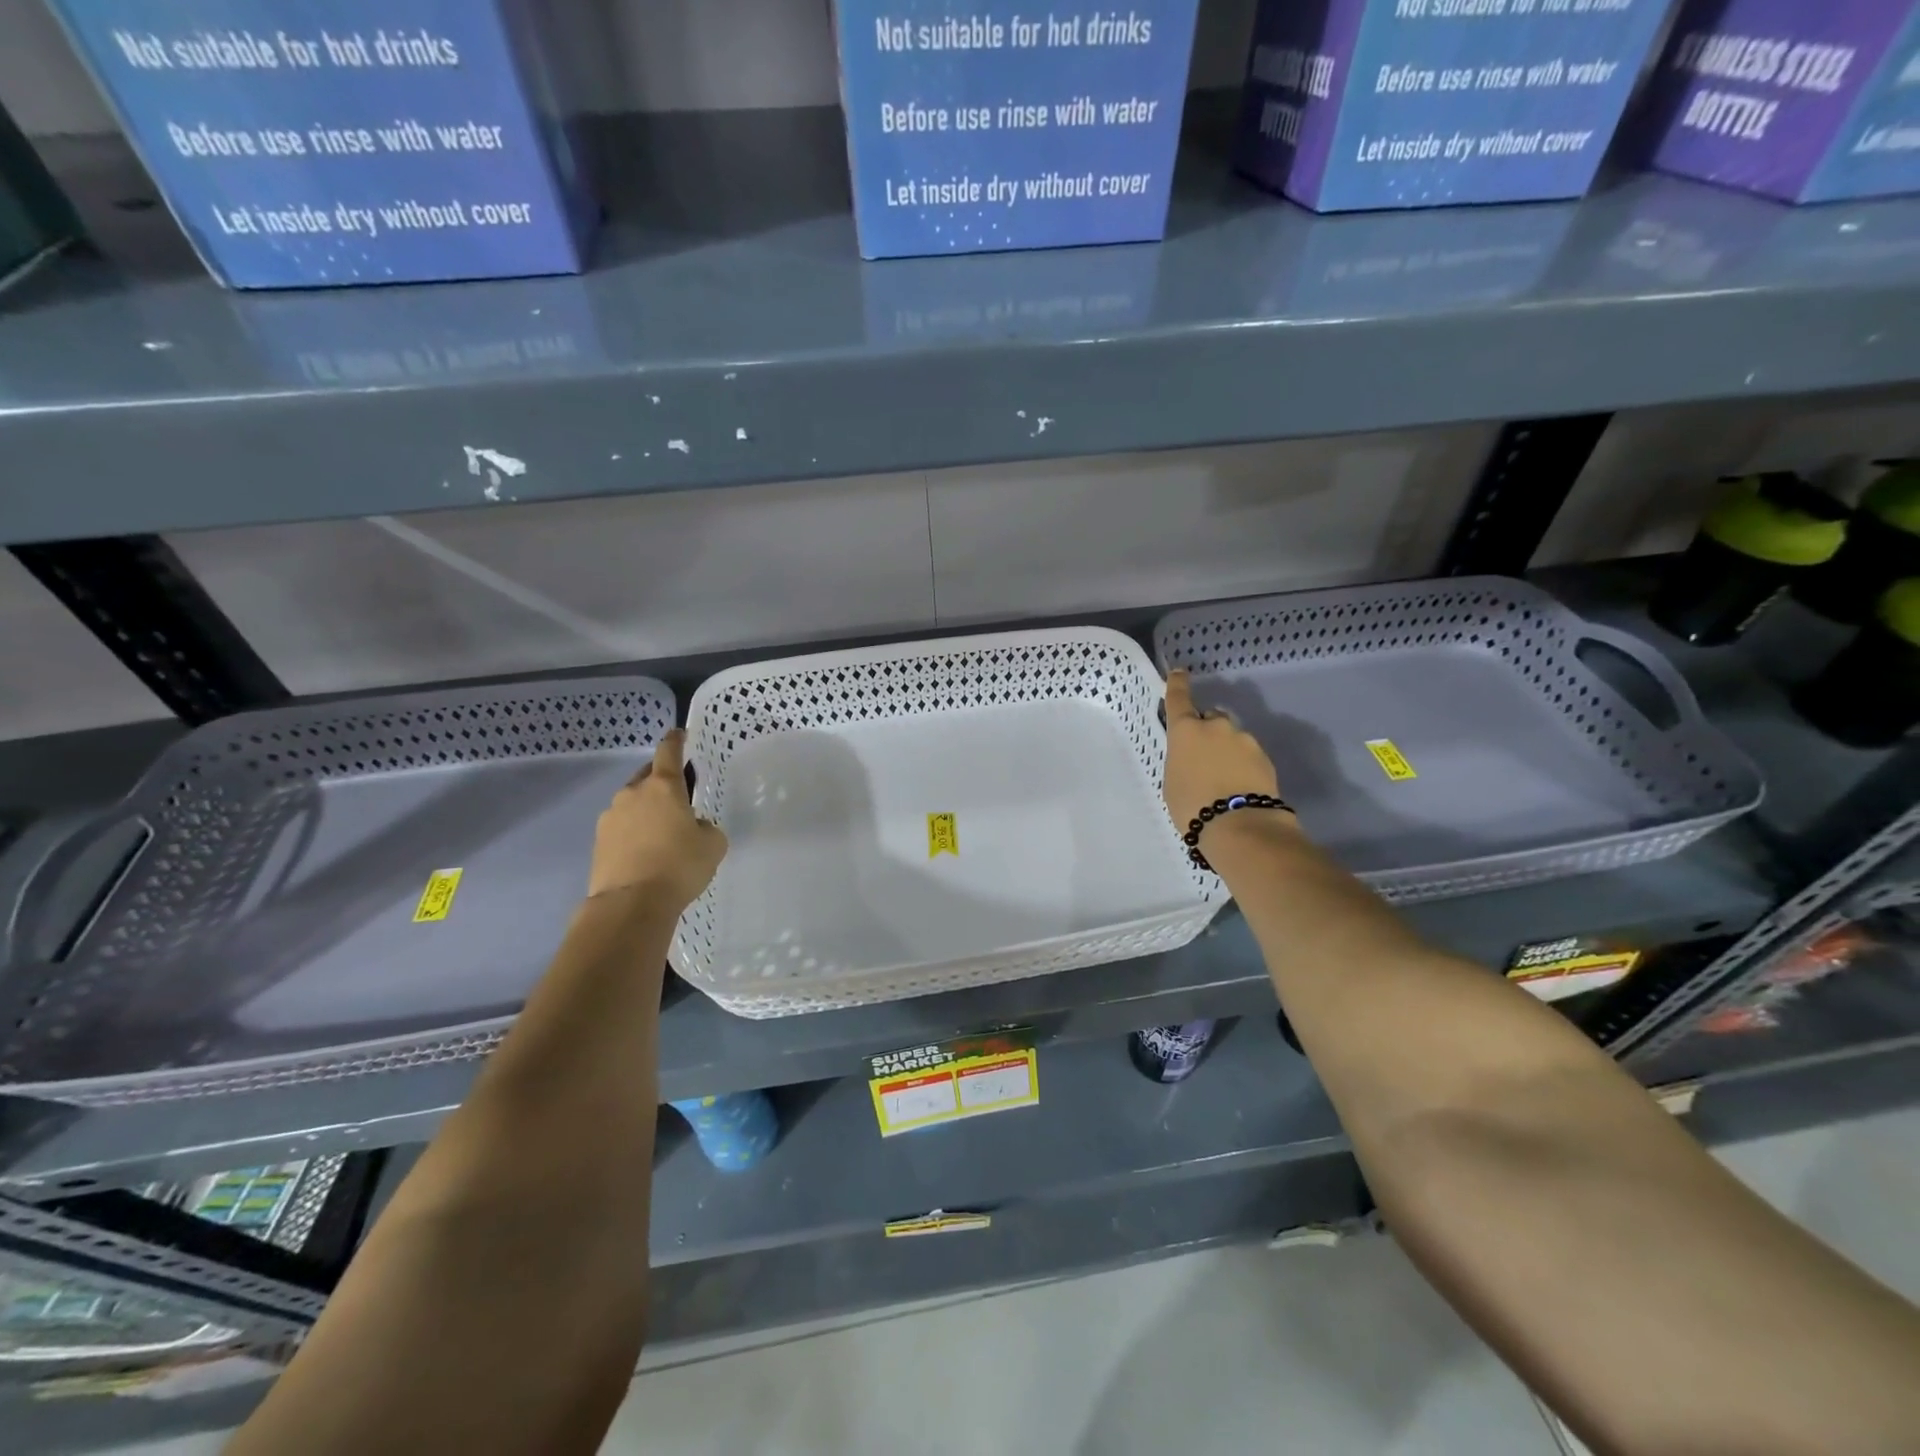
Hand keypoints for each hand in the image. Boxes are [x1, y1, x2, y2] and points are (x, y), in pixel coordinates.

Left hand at [588, 730, 727, 910]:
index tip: (680, 734)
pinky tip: (646, 853)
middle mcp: (633, 794)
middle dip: (661, 781)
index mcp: (664, 786)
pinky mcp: (598, 842)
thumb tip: (692, 826)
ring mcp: (610, 817)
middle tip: (678, 797)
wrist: (630, 904)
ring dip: (646, 810)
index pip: (668, 751)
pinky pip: (621, 828)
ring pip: (632, 804)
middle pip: (648, 777)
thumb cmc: (679, 866)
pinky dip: (634, 833)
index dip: (676, 741)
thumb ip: (705, 827)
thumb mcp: (713, 844)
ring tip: (661, 833)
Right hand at [1163, 670, 1284, 837]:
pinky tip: (1238, 787)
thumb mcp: (1172, 782)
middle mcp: (1217, 727)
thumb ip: (1182, 760)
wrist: (1240, 825)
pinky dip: (1242, 766)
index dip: (1178, 684)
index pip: (1179, 699)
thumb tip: (1194, 757)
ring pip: (1231, 738)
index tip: (1179, 672)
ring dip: (1225, 750)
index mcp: (1186, 731)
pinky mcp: (1265, 758)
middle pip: (1210, 718)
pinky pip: (1247, 756)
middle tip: (1201, 758)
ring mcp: (1245, 741)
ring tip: (1222, 780)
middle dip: (1206, 731)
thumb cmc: (1192, 805)